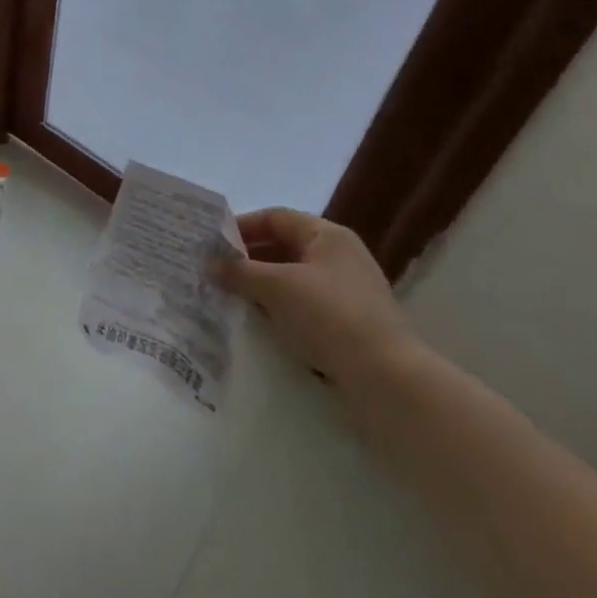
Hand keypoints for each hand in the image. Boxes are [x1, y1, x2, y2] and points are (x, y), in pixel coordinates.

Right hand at [212, 209, 415, 380]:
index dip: (242, 226)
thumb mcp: (277, 287)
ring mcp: (347, 291)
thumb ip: (240, 271)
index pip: (276, 218)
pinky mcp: (349, 324)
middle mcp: (340, 256)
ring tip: (231, 298)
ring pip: (293, 279)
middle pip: (284, 247)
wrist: (387, 379)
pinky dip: (280, 309)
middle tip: (215, 272)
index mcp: (328, 235)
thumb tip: (209, 262)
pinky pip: (305, 306)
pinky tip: (260, 324)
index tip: (212, 243)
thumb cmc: (330, 316)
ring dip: (262, 286)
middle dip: (249, 259)